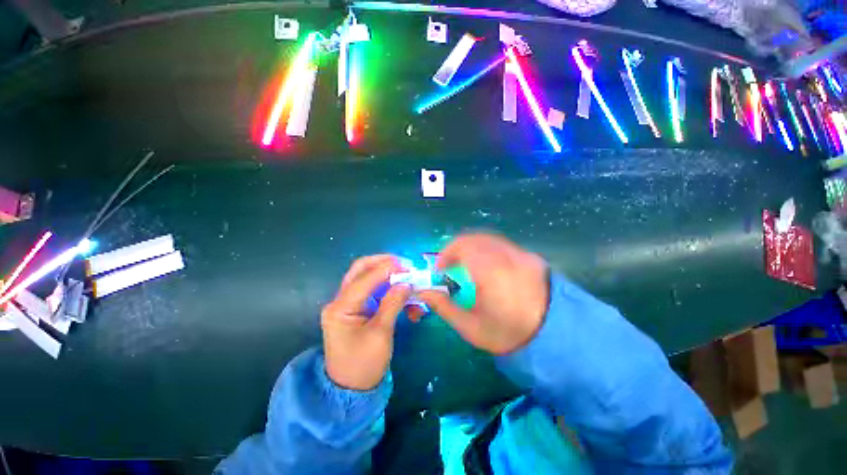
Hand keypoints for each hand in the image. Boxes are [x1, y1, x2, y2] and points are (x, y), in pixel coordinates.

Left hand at [322, 255, 411, 390]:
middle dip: (382, 263)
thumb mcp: (381, 334)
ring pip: (366, 278)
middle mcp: (341, 301)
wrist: (350, 390)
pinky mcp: (357, 308)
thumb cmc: (364, 365)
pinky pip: (372, 290)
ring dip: (386, 274)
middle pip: (360, 270)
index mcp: (341, 308)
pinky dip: (387, 288)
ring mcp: (348, 304)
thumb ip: (392, 304)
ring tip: (405, 276)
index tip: (407, 266)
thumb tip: (406, 284)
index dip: (386, 269)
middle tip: (403, 263)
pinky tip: (401, 294)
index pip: (364, 279)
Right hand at [417, 233, 549, 354]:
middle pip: (473, 238)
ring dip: (470, 247)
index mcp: (489, 271)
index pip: (462, 247)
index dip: (445, 254)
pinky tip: (485, 264)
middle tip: (448, 265)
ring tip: (464, 263)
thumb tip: (422, 291)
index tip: (439, 269)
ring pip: (487, 238)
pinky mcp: (529, 256)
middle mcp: (505, 256)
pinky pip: (501, 244)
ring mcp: (520, 253)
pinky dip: (486, 248)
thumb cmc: (507, 333)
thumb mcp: (471, 326)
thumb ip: (444, 306)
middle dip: (455, 249)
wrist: (552, 336)